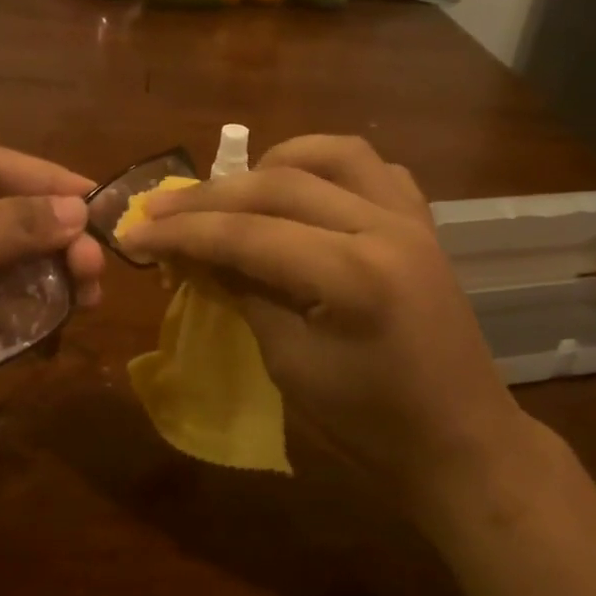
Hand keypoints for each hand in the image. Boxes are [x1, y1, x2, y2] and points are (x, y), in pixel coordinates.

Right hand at [120, 135, 543, 508]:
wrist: (460, 442)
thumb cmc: (370, 425)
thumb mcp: (290, 365)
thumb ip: (243, 295)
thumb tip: (195, 254)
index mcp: (353, 276)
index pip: (248, 235)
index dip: (183, 233)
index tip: (135, 233)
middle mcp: (385, 228)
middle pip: (281, 185)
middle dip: (211, 197)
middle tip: (161, 209)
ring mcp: (411, 220)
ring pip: (333, 153)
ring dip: (274, 163)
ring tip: (235, 191)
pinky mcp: (423, 225)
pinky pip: (373, 170)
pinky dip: (327, 170)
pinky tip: (302, 193)